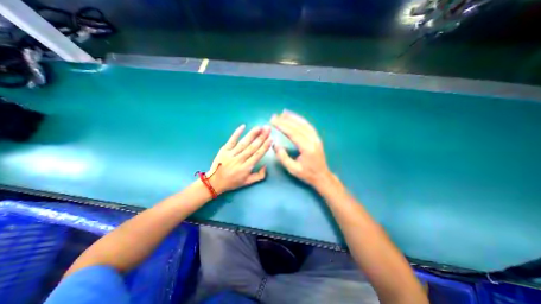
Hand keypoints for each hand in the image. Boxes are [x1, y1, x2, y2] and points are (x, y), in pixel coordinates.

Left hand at [208, 123, 275, 193]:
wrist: (214, 183)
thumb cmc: (232, 182)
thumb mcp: (247, 182)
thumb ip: (259, 175)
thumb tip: (265, 166)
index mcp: (246, 168)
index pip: (258, 155)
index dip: (265, 146)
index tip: (271, 139)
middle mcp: (239, 160)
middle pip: (252, 147)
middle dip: (261, 137)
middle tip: (268, 128)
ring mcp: (231, 154)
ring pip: (243, 143)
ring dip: (252, 134)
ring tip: (259, 127)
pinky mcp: (223, 150)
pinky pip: (231, 140)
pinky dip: (237, 133)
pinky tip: (243, 126)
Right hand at [270, 110, 329, 188]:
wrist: (322, 176)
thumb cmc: (307, 174)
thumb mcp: (293, 169)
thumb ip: (283, 156)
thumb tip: (275, 144)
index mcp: (307, 148)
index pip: (293, 133)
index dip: (282, 126)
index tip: (273, 121)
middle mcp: (313, 140)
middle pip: (298, 126)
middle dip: (285, 120)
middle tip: (275, 116)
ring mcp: (316, 138)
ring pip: (304, 124)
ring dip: (293, 117)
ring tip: (283, 113)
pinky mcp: (316, 138)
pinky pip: (308, 126)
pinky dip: (301, 120)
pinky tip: (295, 118)